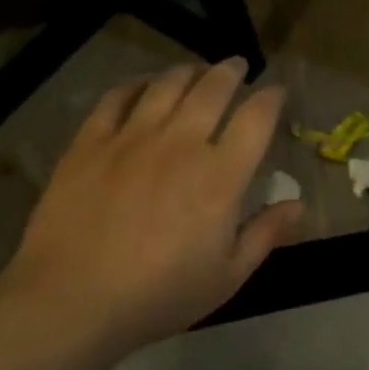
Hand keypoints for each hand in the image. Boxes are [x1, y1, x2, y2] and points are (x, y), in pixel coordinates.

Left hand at [0, 59, 301, 348]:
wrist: (69, 303)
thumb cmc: (157, 295)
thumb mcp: (226, 276)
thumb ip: (265, 235)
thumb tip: (299, 204)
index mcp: (220, 176)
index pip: (256, 118)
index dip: (271, 98)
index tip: (276, 92)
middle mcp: (181, 144)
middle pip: (213, 88)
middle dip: (231, 71)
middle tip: (237, 66)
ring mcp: (132, 138)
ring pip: (167, 85)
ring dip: (188, 72)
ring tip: (195, 70)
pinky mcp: (90, 144)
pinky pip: (115, 99)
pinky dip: (134, 85)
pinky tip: (141, 86)